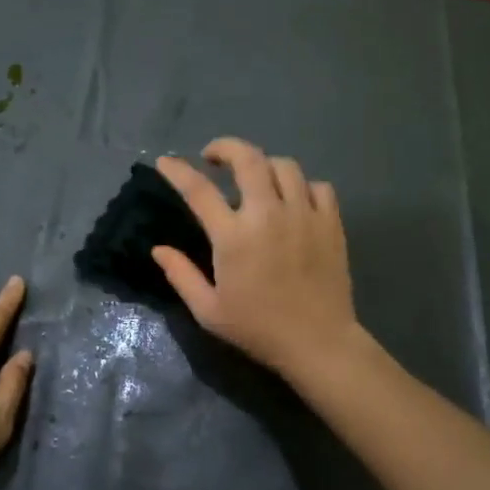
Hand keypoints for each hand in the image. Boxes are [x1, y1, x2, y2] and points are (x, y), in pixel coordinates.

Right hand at [152, 138, 359, 381]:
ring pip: (285, 166)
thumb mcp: (209, 310)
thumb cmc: (258, 328)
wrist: (317, 342)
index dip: (177, 171)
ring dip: (264, 165)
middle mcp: (268, 214)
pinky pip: (318, 186)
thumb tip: (158, 249)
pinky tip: (294, 199)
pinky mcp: (330, 222)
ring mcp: (303, 215)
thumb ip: (181, 275)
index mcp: (233, 236)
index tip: (166, 162)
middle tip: (214, 157)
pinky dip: (303, 185)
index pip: (198, 190)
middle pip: (248, 159)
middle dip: (226, 148)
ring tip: (255, 179)